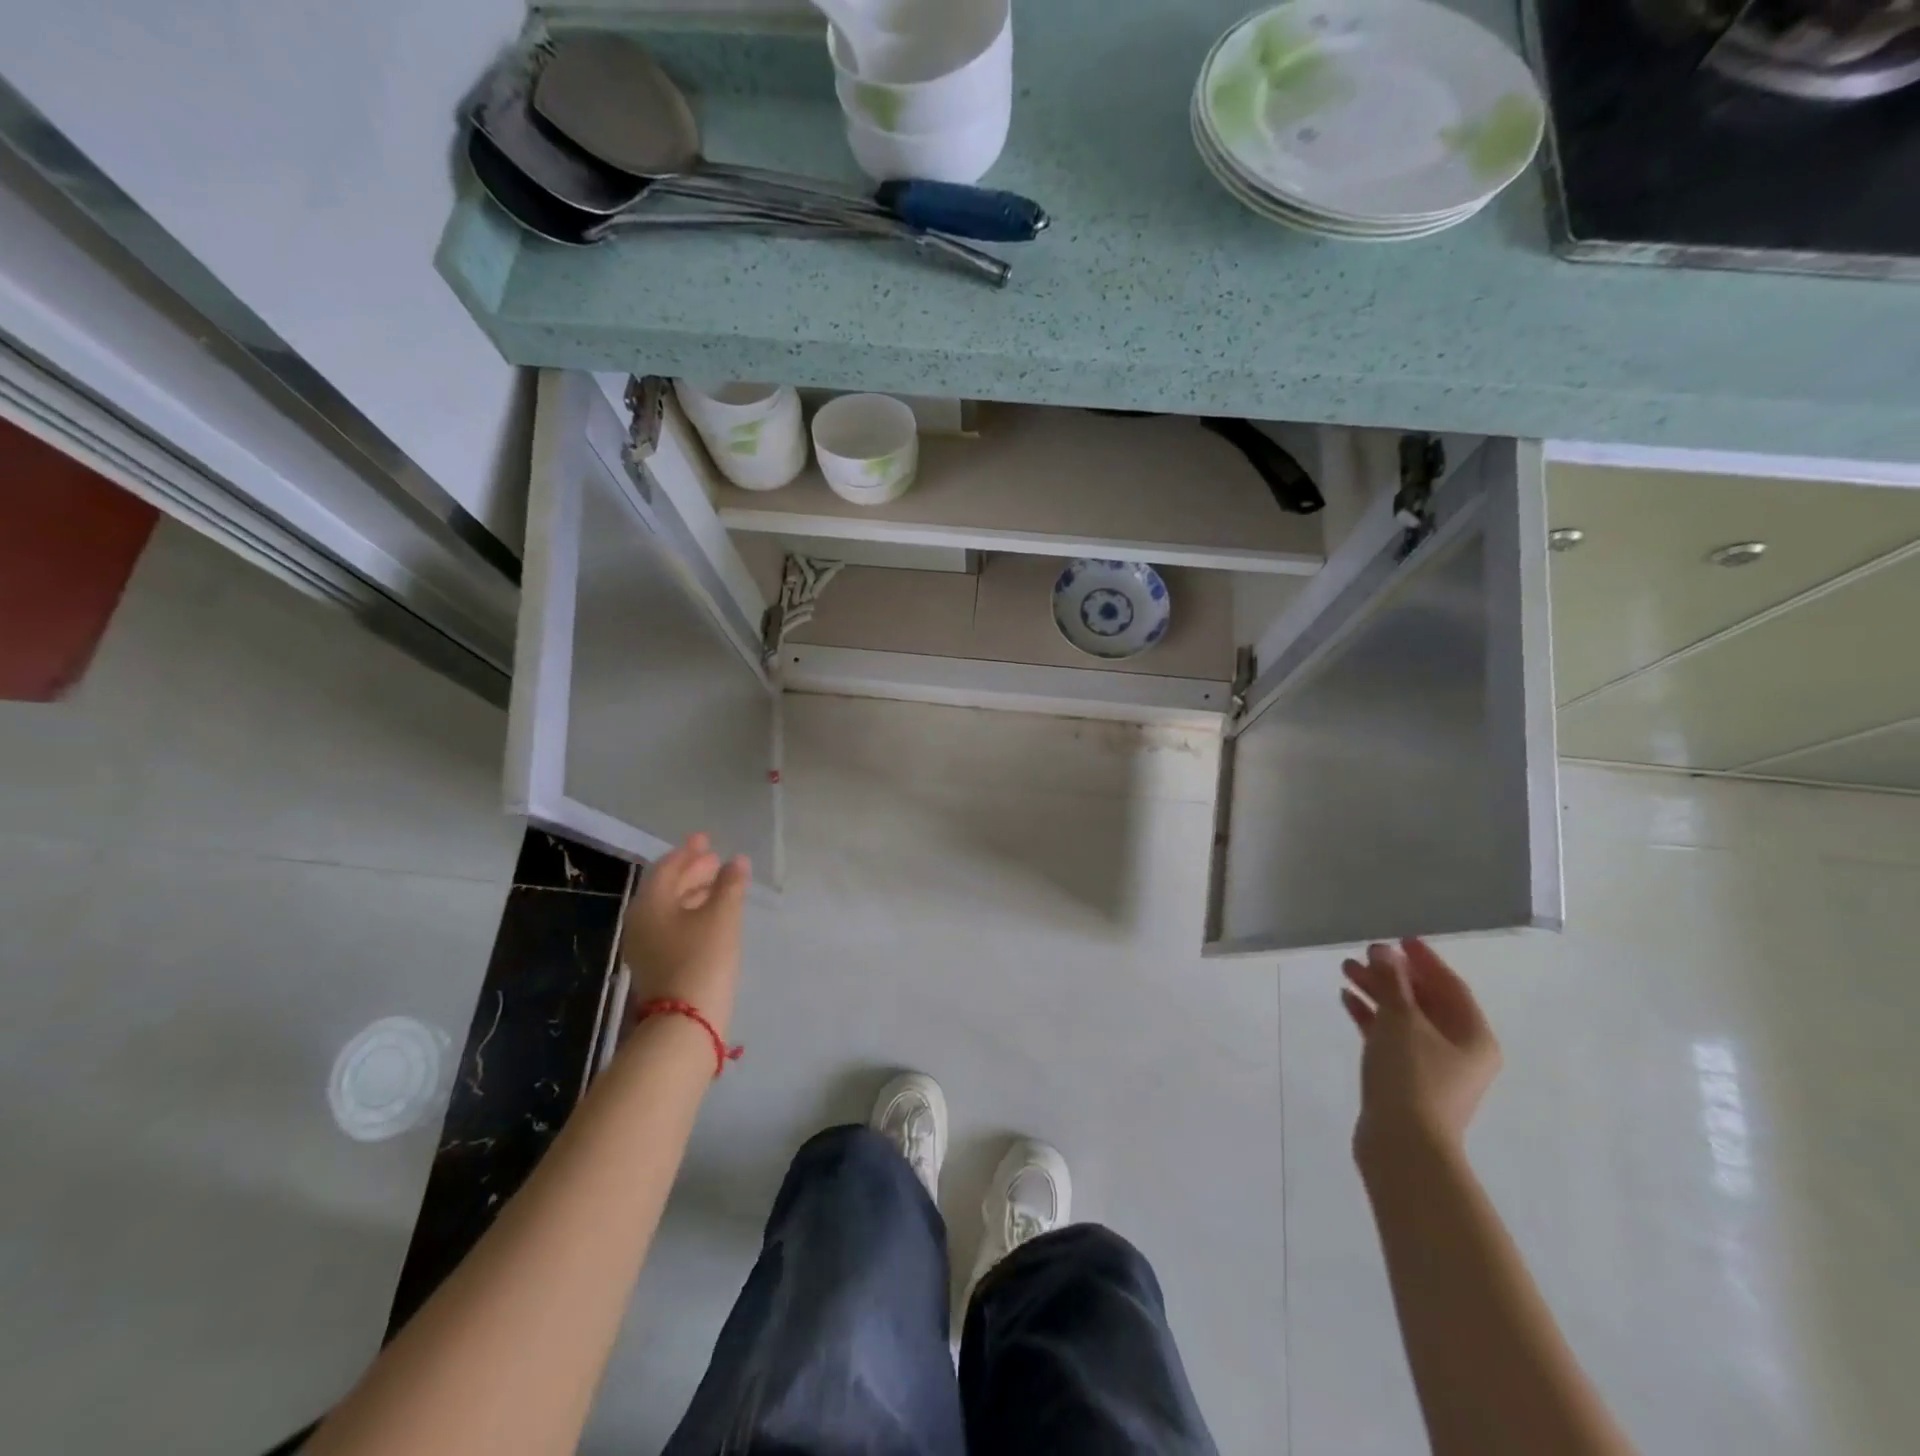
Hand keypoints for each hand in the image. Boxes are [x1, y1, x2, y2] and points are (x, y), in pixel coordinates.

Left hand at [620, 833, 750, 1038]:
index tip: (706, 839)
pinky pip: (673, 926)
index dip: (689, 851)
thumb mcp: (723, 916)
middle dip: (692, 871)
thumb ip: (730, 884)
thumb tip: (737, 861)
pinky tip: (713, 915)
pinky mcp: (656, 964)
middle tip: (716, 860)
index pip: (667, 867)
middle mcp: (641, 920)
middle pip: (667, 887)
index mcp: (650, 903)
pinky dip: (692, 913)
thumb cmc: (703, 958)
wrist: (685, 1022)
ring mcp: (645, 945)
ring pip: (670, 908)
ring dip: (694, 892)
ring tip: (720, 884)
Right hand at [1342, 938, 1499, 1163]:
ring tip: (1347, 970)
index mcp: (1472, 1035)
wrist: (1403, 1144)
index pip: (1449, 985)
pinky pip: (1390, 1037)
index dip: (1424, 959)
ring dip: (1377, 992)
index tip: (1400, 938)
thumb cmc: (1411, 1075)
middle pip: (1424, 1000)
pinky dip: (1371, 1017)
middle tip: (1364, 953)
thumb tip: (1385, 951)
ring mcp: (1433, 1066)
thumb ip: (1392, 981)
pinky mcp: (1407, 1079)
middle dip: (1393, 974)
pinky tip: (1347, 1000)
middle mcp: (1459, 1049)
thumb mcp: (1400, 1020)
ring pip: (1404, 1017)